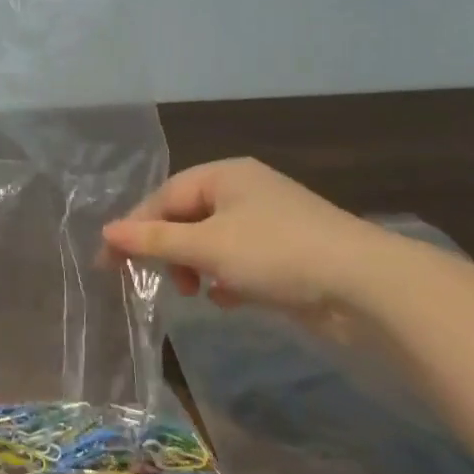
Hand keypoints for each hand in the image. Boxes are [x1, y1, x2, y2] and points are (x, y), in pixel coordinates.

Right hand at [99, 157, 393, 324]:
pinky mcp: (289, 252)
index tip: (111, 263)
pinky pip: (241, 259)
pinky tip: (228, 299)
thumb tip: (106, 233)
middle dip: (168, 250)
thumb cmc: (276, 253)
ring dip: (196, 266)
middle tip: (155, 281)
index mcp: (224, 174)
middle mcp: (245, 190)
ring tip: (194, 291)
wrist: (366, 286)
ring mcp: (270, 221)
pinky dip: (227, 277)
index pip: (164, 197)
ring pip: (213, 241)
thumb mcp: (207, 247)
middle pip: (187, 217)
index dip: (135, 229)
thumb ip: (154, 241)